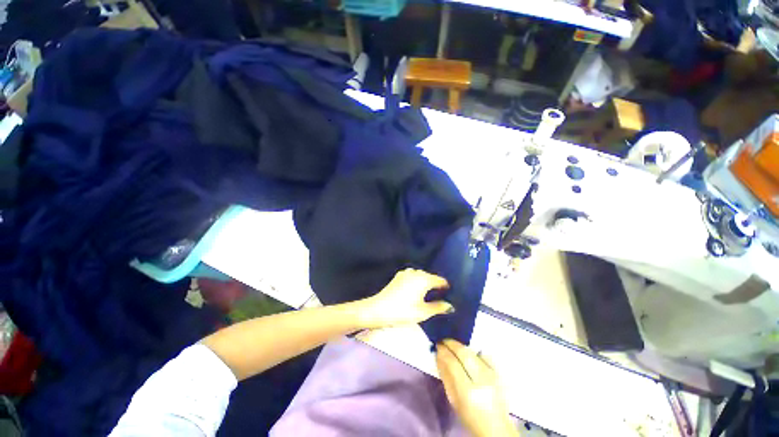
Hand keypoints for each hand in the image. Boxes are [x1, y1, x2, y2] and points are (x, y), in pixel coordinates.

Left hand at [358, 269, 452, 328]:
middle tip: (440, 297)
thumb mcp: (423, 312)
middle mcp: (416, 272)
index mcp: (424, 279)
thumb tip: (451, 306)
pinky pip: (412, 276)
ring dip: (425, 283)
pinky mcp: (398, 276)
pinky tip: (415, 291)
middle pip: (430, 277)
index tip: (450, 294)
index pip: (440, 280)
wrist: (378, 309)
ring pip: (421, 276)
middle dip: (435, 285)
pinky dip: (416, 282)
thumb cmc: (403, 311)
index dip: (446, 287)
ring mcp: (406, 272)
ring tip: (428, 295)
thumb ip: (438, 307)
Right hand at [435, 339, 518, 436]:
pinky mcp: (499, 373)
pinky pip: (485, 355)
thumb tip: (439, 355)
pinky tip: (469, 352)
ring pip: (473, 352)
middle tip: (443, 340)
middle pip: (464, 353)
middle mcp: (481, 380)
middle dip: (452, 343)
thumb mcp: (453, 400)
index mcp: (468, 392)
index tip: (437, 345)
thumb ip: (446, 376)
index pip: (453, 364)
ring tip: (453, 345)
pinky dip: (475, 351)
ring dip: (461, 346)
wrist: (496, 428)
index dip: (444, 351)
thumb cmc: (470, 417)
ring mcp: (492, 375)